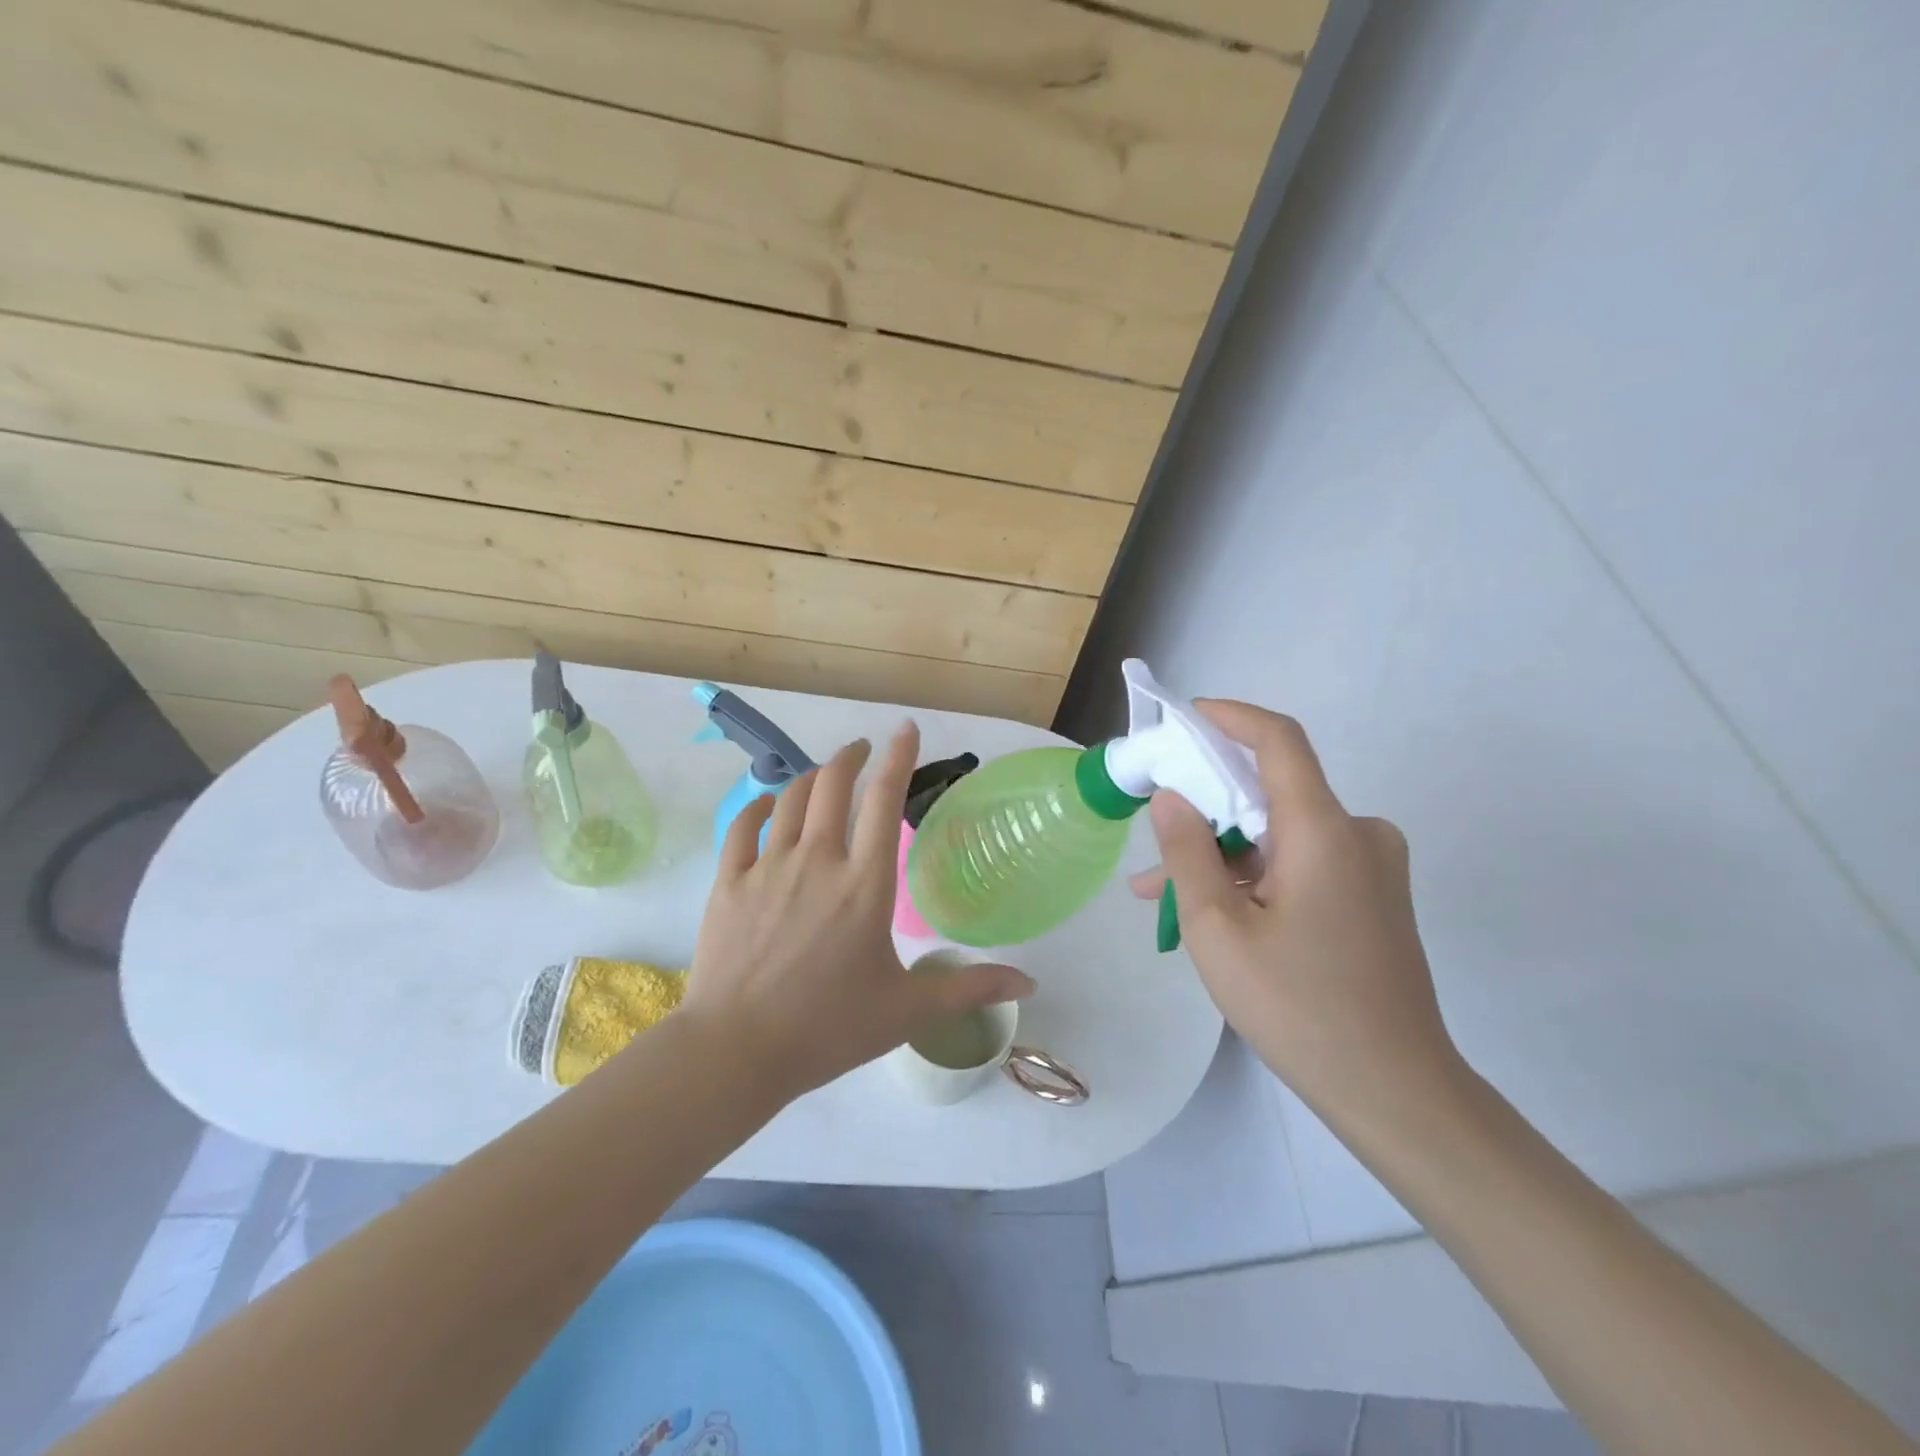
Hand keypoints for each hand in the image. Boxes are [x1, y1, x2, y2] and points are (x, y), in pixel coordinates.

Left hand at [679, 720, 1033, 1100]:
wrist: (737, 1051)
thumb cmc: (829, 1028)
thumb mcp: (908, 1010)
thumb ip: (969, 988)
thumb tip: (1030, 982)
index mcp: (865, 883)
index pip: (884, 799)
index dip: (899, 757)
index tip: (906, 728)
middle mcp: (817, 860)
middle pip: (833, 783)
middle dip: (851, 756)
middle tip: (863, 749)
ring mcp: (768, 867)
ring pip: (790, 798)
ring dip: (811, 777)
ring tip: (824, 774)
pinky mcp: (729, 882)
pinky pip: (743, 826)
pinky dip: (759, 806)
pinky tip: (768, 805)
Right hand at [1130, 701, 1462, 1130]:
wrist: (1396, 1091)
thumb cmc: (1299, 1007)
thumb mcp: (1219, 930)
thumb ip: (1189, 853)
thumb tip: (1171, 796)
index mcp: (1325, 831)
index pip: (1279, 741)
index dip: (1230, 718)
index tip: (1185, 719)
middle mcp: (1358, 834)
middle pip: (1272, 792)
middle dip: (1206, 809)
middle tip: (1151, 839)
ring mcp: (1371, 867)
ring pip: (1280, 835)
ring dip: (1223, 855)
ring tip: (1160, 897)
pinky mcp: (1373, 897)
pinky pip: (1302, 864)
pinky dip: (1255, 876)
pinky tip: (1214, 914)